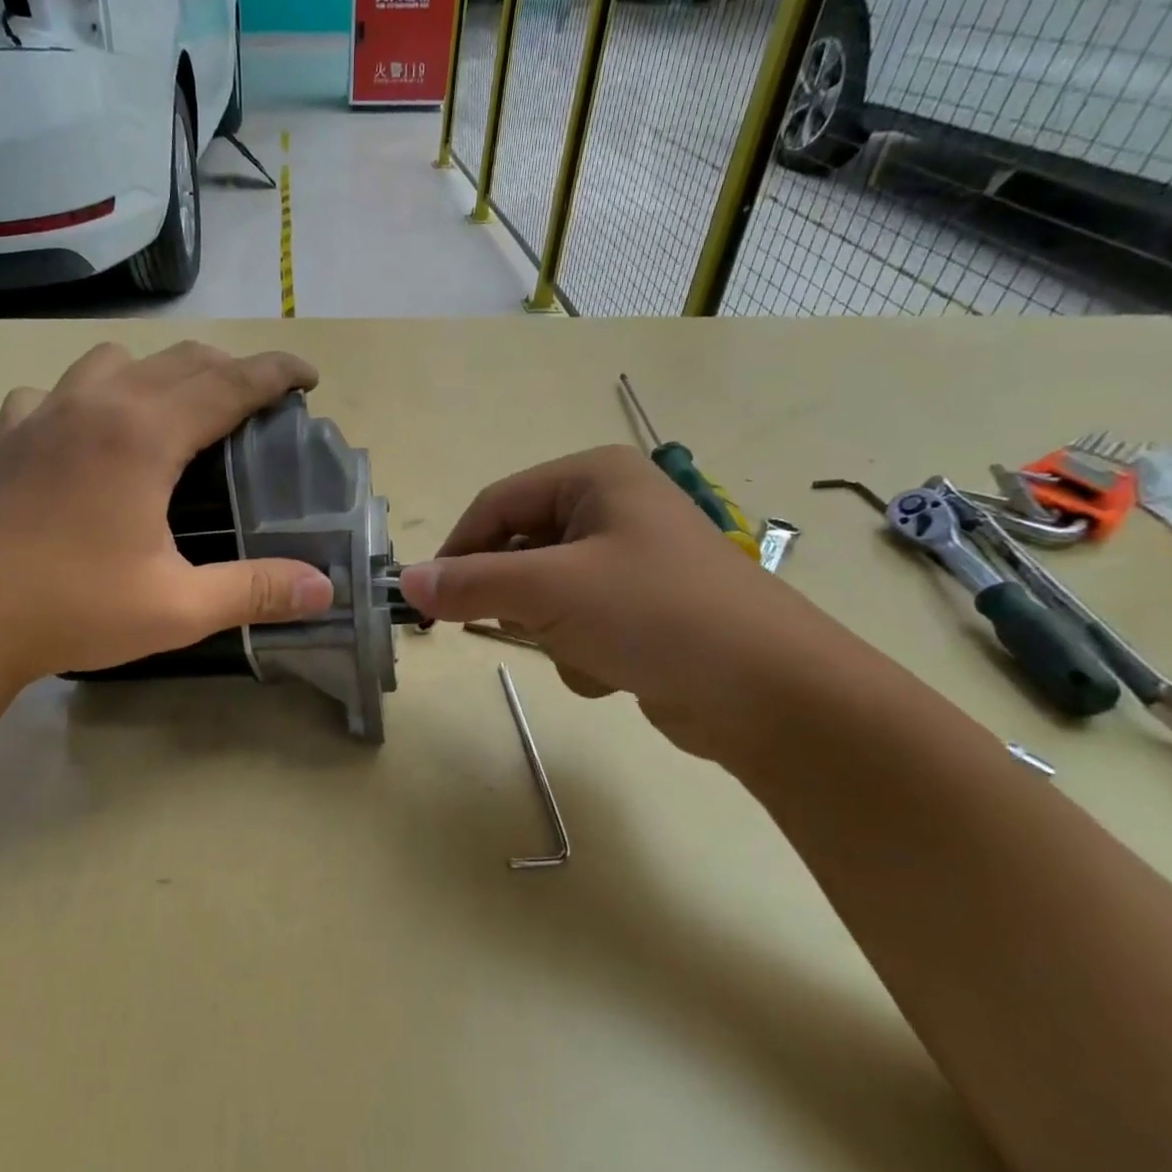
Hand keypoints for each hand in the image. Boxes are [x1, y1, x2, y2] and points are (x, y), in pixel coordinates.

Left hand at [0, 341, 335, 691]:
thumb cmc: (75, 609)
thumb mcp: (180, 608)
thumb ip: (256, 591)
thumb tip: (325, 589)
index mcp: (145, 434)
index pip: (229, 382)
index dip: (276, 373)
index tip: (308, 377)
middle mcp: (99, 403)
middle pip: (181, 360)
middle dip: (230, 370)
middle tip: (258, 406)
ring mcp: (47, 413)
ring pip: (116, 359)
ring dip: (159, 373)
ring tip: (178, 414)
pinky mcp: (12, 435)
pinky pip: (57, 390)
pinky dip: (88, 395)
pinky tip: (89, 432)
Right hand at [398, 446, 832, 757]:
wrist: (768, 694)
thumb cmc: (654, 614)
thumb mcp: (550, 591)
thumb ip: (471, 584)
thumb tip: (404, 582)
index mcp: (595, 477)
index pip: (496, 505)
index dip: (456, 552)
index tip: (426, 601)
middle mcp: (613, 508)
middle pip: (520, 550)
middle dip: (518, 599)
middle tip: (518, 628)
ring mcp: (631, 561)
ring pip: (545, 594)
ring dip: (551, 632)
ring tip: (585, 650)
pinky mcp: (642, 609)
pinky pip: (578, 623)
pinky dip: (581, 651)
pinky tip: (614, 670)